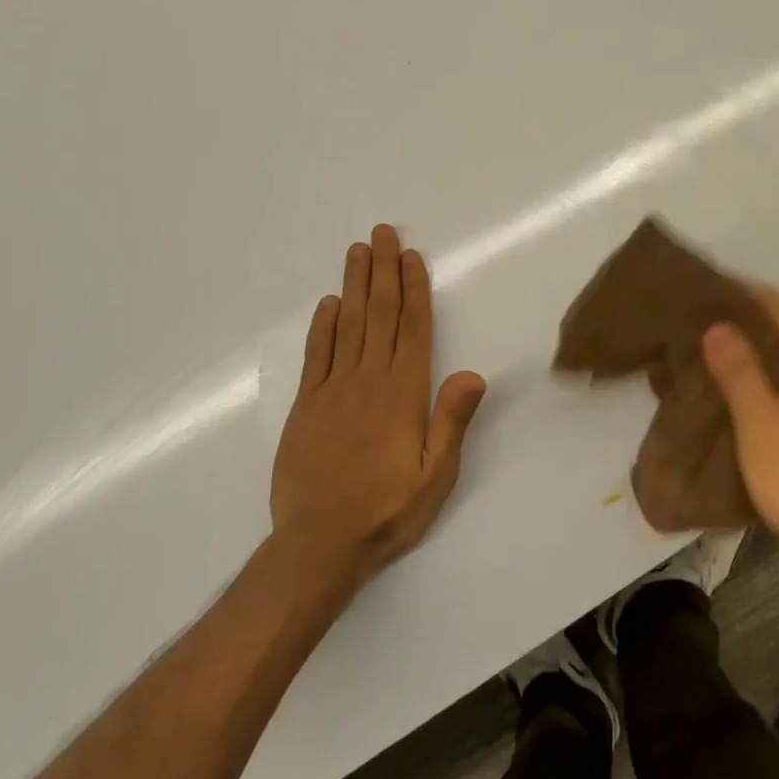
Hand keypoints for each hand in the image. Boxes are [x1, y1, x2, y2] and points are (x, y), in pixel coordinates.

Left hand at [270, 225, 486, 583]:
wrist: (318, 545)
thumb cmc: (387, 511)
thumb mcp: (435, 476)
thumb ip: (451, 421)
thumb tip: (472, 372)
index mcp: (403, 394)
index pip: (412, 330)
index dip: (413, 290)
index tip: (412, 257)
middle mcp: (368, 381)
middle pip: (378, 315)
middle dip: (383, 271)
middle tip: (383, 233)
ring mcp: (332, 390)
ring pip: (346, 325)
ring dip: (354, 285)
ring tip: (359, 251)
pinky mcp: (306, 406)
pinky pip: (316, 356)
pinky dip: (322, 326)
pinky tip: (328, 304)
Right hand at [700, 288, 778, 564]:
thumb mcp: (762, 422)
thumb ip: (739, 370)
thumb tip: (717, 324)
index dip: (741, 291)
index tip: (700, 287)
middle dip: (740, 320)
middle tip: (692, 318)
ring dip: (746, 350)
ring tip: (701, 348)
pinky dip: (757, 377)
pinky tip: (727, 387)